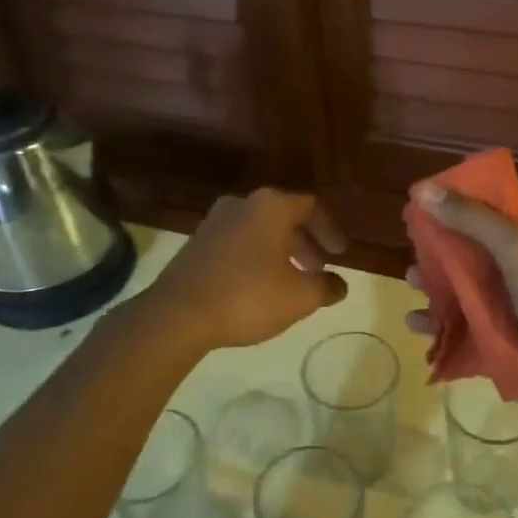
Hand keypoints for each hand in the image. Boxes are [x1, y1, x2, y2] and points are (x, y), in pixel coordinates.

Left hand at [147, 189, 348, 350]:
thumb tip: (340, 285)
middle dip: (306, 244)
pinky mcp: (196, 243)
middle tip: (318, 269)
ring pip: (259, 230)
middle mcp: (242, 203)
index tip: (340, 254)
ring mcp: (215, 221)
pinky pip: (238, 242)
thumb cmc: (247, 297)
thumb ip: (326, 287)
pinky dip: (256, 257)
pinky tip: (259, 286)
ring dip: (281, 251)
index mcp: (271, 206)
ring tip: (291, 281)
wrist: (177, 314)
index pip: (311, 207)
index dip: (330, 230)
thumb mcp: (299, 297)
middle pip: (284, 217)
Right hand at [405, 183, 517, 416]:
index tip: (427, 194)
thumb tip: (423, 189)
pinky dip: (443, 322)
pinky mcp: (506, 335)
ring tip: (409, 283)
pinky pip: (468, 322)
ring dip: (437, 282)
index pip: (501, 196)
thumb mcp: (517, 249)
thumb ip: (472, 218)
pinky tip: (417, 324)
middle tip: (411, 242)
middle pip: (477, 241)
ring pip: (468, 284)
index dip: (466, 191)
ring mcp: (516, 300)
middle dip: (442, 241)